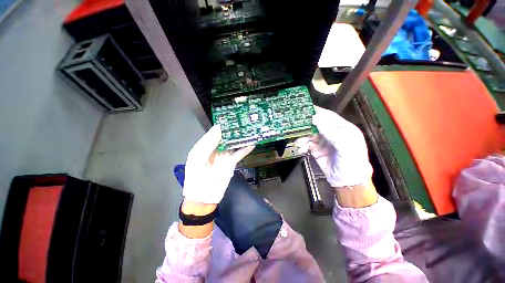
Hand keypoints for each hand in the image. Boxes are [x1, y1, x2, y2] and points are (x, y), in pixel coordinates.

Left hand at [183, 125, 254, 203]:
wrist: (203, 198)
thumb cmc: (196, 179)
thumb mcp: (197, 159)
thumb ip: (207, 144)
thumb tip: (219, 129)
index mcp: (205, 146)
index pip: (214, 132)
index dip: (222, 125)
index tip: (231, 117)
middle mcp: (215, 149)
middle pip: (226, 137)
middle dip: (234, 130)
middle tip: (244, 122)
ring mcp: (224, 155)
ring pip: (234, 144)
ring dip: (241, 138)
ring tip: (250, 130)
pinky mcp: (231, 163)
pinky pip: (239, 154)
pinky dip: (245, 149)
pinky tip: (252, 144)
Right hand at [295, 106, 372, 186]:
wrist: (347, 181)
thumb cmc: (351, 160)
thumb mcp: (343, 144)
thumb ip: (329, 130)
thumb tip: (315, 117)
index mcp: (343, 128)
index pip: (329, 116)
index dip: (318, 112)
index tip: (305, 109)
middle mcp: (332, 133)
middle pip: (316, 125)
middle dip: (306, 126)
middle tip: (296, 127)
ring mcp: (323, 142)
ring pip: (309, 135)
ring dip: (302, 138)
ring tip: (298, 143)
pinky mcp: (316, 150)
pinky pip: (306, 145)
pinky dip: (302, 146)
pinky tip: (300, 150)